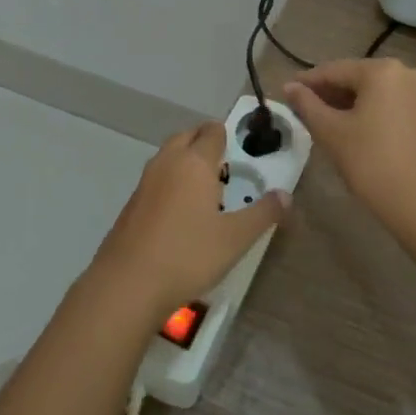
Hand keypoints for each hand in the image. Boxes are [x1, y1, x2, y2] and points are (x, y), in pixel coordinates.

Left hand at [89, 121, 289, 322]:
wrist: (128, 282)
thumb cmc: (188, 254)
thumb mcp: (235, 238)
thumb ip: (263, 214)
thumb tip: (286, 195)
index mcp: (194, 162)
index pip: (212, 131)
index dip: (227, 136)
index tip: (241, 151)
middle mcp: (168, 162)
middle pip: (187, 136)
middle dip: (205, 143)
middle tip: (225, 166)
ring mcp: (145, 181)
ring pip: (168, 156)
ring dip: (185, 161)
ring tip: (205, 188)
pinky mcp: (132, 202)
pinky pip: (156, 178)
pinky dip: (170, 182)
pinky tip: (180, 212)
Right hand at [283, 58, 415, 239]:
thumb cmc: (371, 163)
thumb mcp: (331, 132)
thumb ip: (307, 104)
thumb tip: (289, 87)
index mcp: (382, 70)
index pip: (334, 70)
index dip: (307, 82)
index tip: (286, 92)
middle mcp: (406, 72)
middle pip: (356, 78)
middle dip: (328, 93)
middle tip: (301, 109)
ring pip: (373, 91)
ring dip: (347, 103)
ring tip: (321, 119)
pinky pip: (389, 103)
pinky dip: (368, 111)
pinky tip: (350, 127)